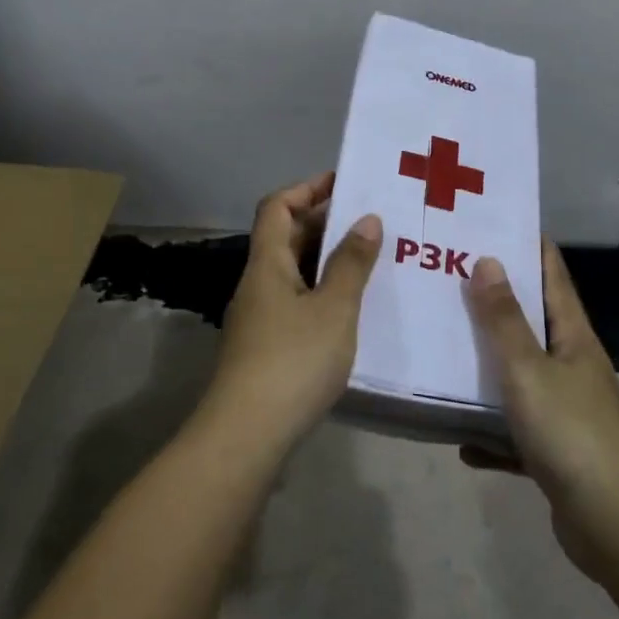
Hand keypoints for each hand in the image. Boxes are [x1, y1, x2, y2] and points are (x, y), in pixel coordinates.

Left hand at [204, 172, 382, 454]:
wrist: (247, 436)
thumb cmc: (293, 361)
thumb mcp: (333, 308)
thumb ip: (351, 263)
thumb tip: (367, 219)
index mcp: (267, 264)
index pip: (277, 207)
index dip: (307, 189)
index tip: (344, 182)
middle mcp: (258, 284)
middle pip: (285, 238)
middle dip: (324, 222)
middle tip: (371, 220)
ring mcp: (259, 317)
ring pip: (293, 272)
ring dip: (327, 259)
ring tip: (371, 258)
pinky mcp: (266, 347)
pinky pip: (297, 301)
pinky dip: (323, 292)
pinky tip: (352, 307)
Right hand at [462, 242, 618, 576]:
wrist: (615, 525)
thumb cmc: (571, 434)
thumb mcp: (528, 371)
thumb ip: (504, 320)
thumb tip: (488, 261)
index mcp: (574, 338)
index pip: (553, 276)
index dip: (529, 246)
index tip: (494, 223)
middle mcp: (573, 366)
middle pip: (532, 323)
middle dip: (494, 302)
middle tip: (448, 280)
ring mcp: (567, 410)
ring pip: (520, 377)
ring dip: (487, 367)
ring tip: (443, 350)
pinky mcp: (557, 451)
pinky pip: (515, 431)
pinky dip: (491, 432)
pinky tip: (461, 439)